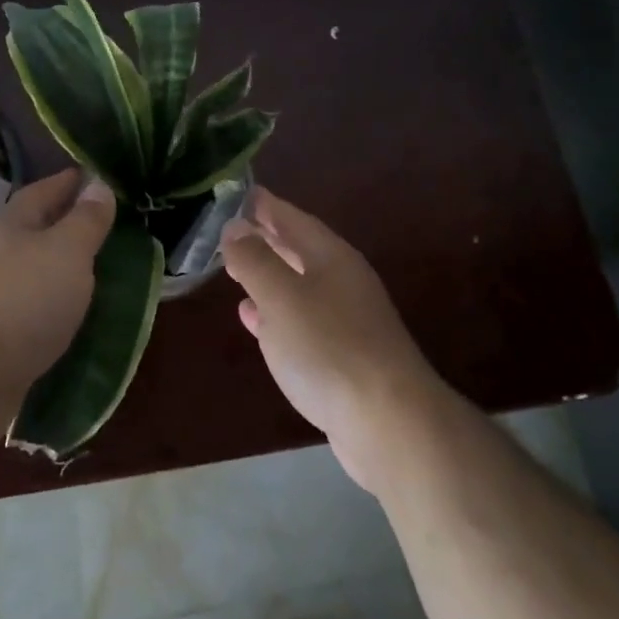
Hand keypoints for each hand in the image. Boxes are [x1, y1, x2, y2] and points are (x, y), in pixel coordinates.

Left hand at [0, 168, 112, 449]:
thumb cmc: (20, 301)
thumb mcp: (66, 251)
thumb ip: (86, 220)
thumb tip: (98, 185)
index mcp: (10, 223)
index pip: (45, 189)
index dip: (72, 182)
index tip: (99, 177)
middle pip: (36, 229)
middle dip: (68, 224)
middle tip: (109, 225)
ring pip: (34, 270)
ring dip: (62, 268)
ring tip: (100, 271)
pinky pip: (32, 308)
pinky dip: (54, 305)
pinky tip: (74, 315)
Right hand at [223, 188, 443, 492]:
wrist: (389, 424)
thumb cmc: (329, 348)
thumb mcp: (281, 296)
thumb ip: (254, 260)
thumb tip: (234, 227)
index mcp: (331, 257)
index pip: (292, 218)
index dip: (264, 206)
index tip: (237, 194)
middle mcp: (342, 282)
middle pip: (298, 250)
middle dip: (264, 239)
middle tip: (229, 232)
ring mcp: (346, 321)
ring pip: (298, 286)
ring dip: (267, 277)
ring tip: (235, 271)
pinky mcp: (343, 358)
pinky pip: (300, 322)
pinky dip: (274, 315)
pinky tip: (255, 322)